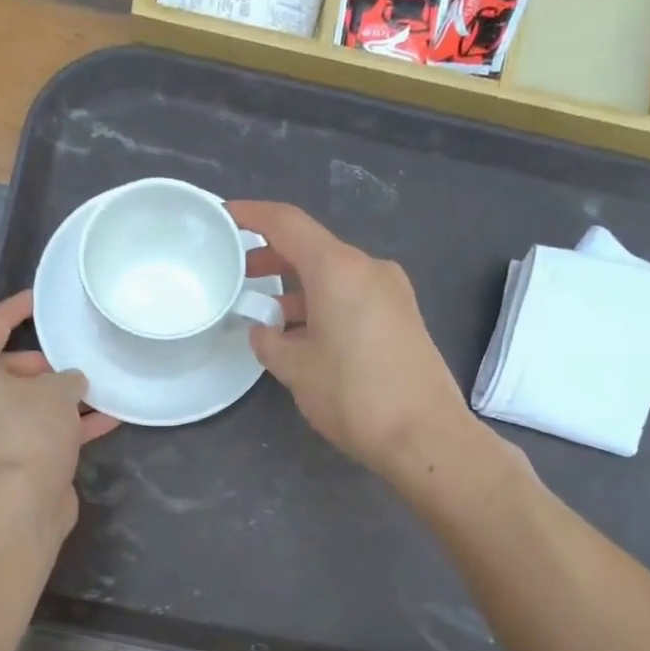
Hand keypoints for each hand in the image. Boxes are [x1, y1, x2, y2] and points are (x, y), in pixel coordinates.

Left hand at [0, 290, 116, 534]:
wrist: (20, 503)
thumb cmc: (29, 431)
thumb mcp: (56, 391)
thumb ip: (67, 378)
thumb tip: (71, 383)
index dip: (18, 309)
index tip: (40, 298)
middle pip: (8, 368)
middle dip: (46, 365)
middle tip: (76, 359)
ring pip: (26, 403)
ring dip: (60, 398)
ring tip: (97, 387)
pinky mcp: (8, 460)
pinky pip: (38, 431)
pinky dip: (66, 425)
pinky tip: (107, 420)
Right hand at [231, 201, 473, 480]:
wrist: (425, 434)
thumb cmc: (352, 395)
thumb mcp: (296, 369)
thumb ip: (269, 342)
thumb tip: (264, 331)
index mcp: (338, 269)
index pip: (287, 223)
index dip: (252, 216)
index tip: (224, 217)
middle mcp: (368, 269)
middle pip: (313, 249)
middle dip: (273, 259)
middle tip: (239, 276)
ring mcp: (391, 292)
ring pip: (334, 276)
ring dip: (298, 288)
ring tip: (266, 315)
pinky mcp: (403, 317)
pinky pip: (353, 297)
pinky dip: (323, 305)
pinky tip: (303, 335)